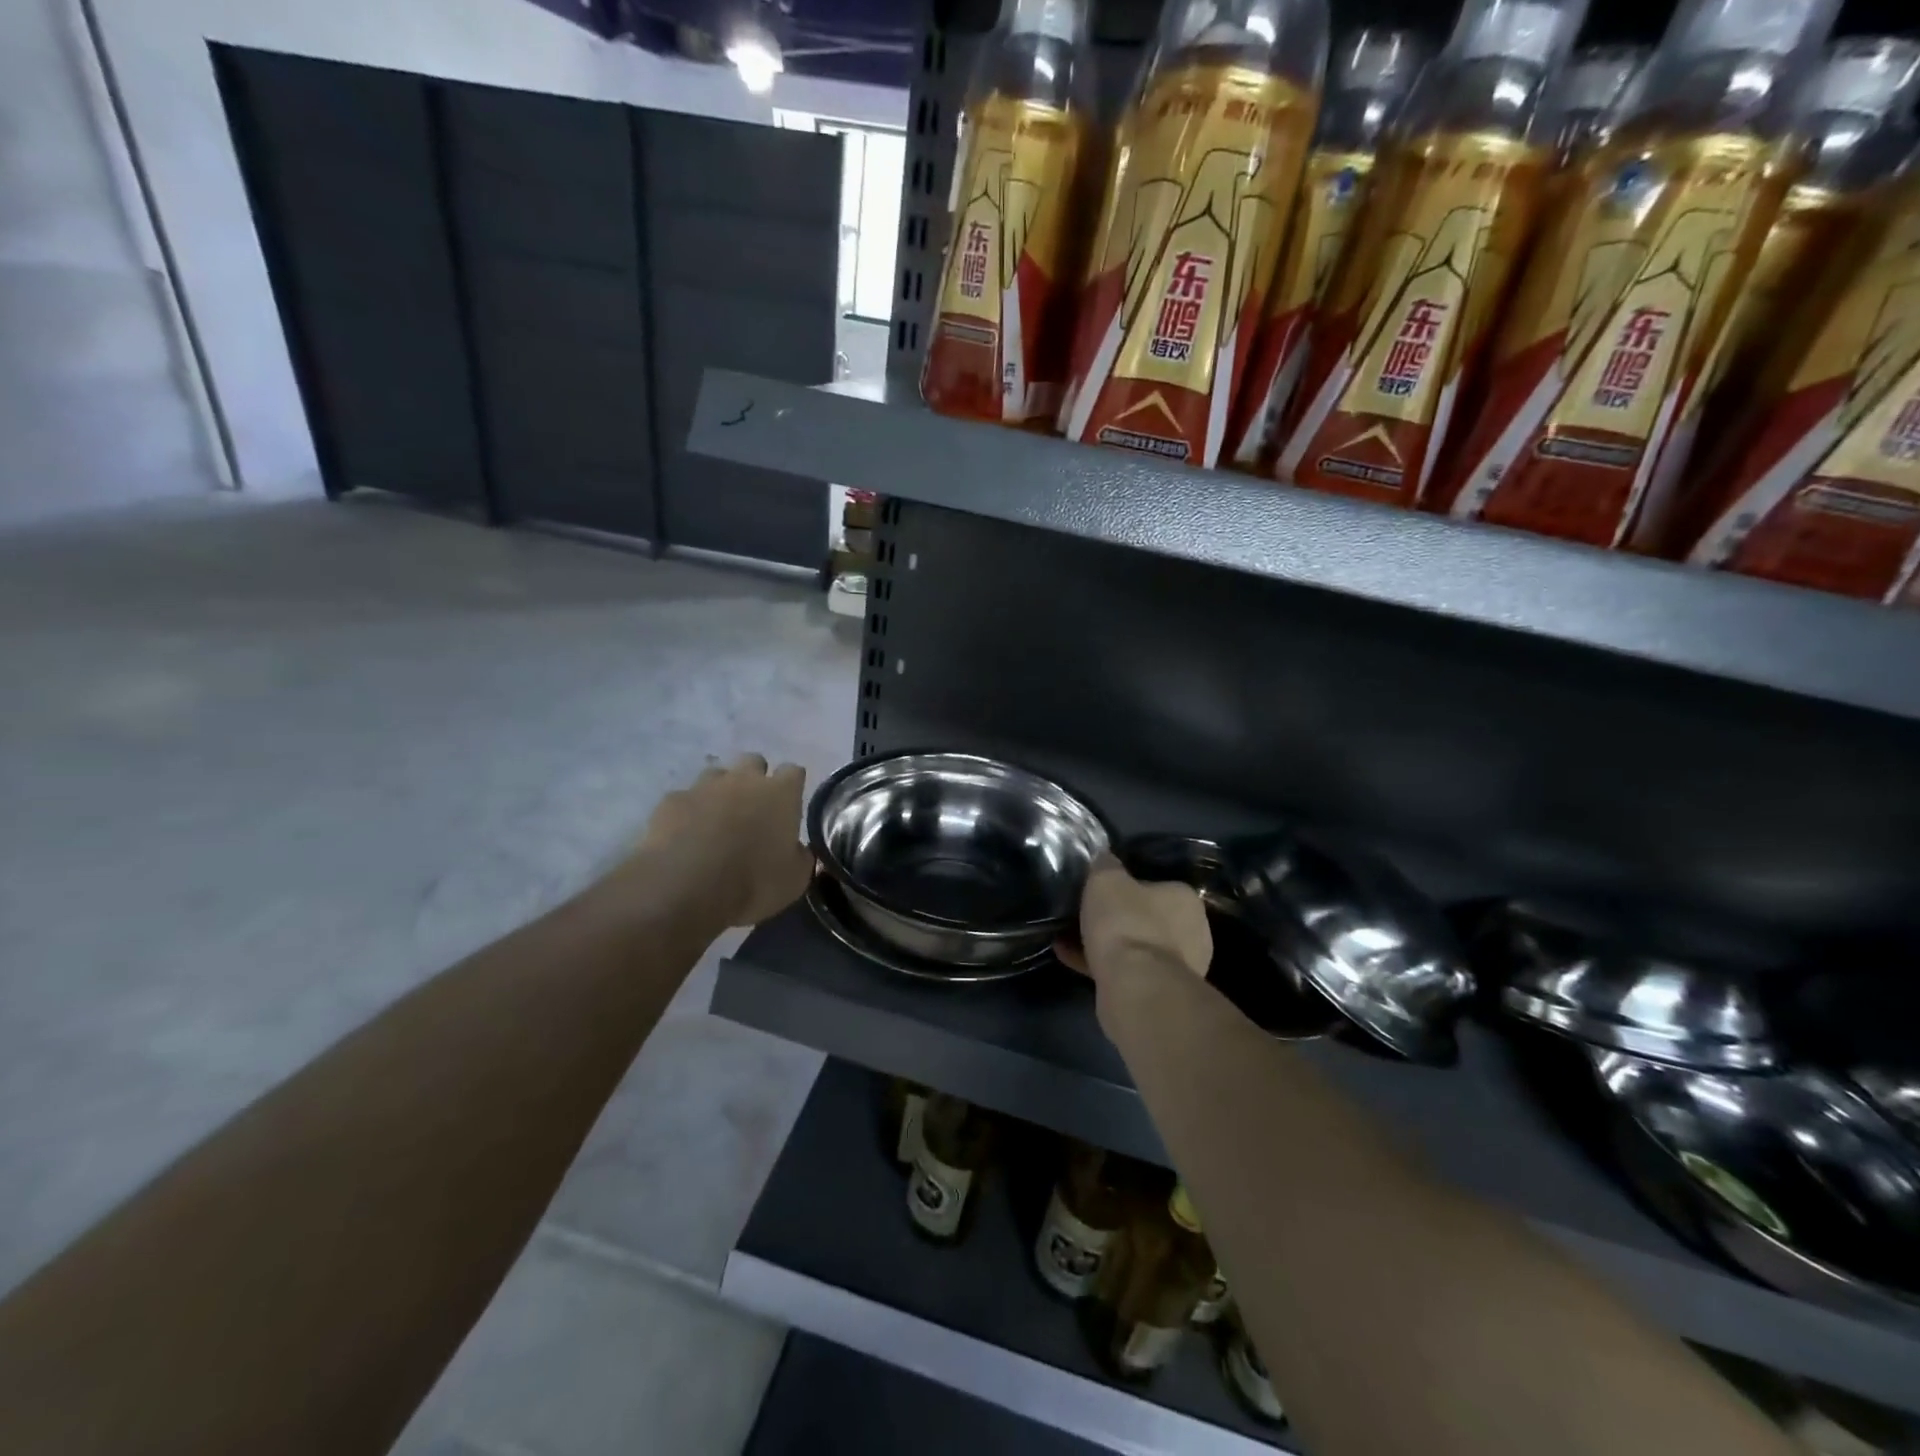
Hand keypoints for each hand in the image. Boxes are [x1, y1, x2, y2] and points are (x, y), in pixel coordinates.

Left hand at [633, 754, 812, 927]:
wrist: (684, 888)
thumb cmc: (752, 883)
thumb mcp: (794, 880)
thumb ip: (801, 856)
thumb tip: (799, 849)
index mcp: (780, 794)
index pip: (794, 772)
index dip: (792, 786)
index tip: (789, 805)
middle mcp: (743, 780)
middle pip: (753, 761)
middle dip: (755, 779)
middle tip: (753, 809)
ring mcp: (704, 786)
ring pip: (716, 774)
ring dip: (720, 791)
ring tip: (717, 820)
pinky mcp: (671, 801)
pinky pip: (685, 798)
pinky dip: (688, 811)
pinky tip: (685, 835)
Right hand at [1058, 854, 1210, 986]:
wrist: (1135, 986)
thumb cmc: (1126, 923)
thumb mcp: (1106, 880)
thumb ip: (1105, 865)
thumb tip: (1104, 858)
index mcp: (1185, 900)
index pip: (1156, 885)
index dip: (1126, 886)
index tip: (1100, 890)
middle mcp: (1191, 933)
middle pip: (1146, 918)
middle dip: (1116, 918)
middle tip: (1085, 914)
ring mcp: (1177, 968)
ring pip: (1134, 947)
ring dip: (1105, 943)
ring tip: (1068, 936)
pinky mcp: (1157, 993)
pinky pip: (1124, 970)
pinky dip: (1098, 963)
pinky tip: (1067, 956)